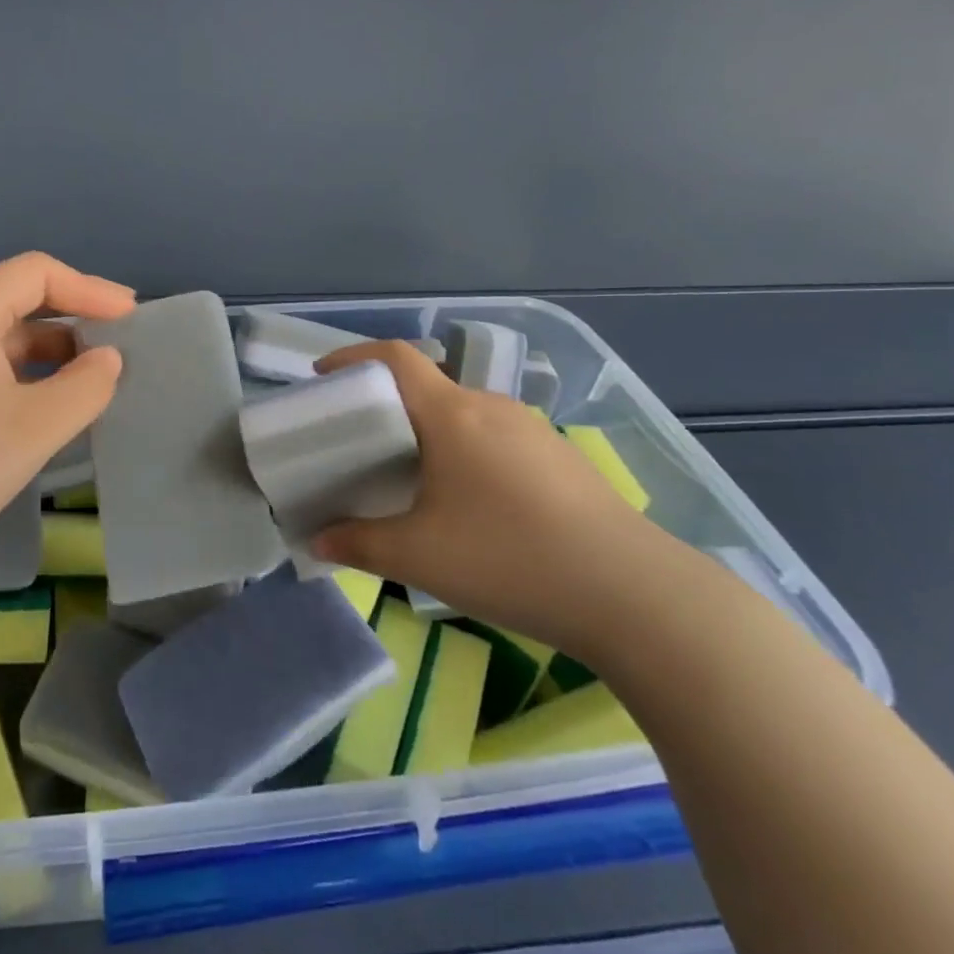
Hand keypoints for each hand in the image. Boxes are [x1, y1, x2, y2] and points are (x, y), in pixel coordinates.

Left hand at [0, 252, 134, 583]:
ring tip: (93, 380)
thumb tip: (107, 359)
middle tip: (120, 344)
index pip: (37, 273)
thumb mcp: (34, 428)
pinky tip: (48, 406)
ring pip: (3, 338)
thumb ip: (85, 387)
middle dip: (74, 317)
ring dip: (51, 352)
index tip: (131, 318)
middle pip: (19, 299)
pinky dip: (25, 376)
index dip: (90, 288)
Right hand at [309, 341, 671, 654]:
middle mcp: (491, 408)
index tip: (324, 377)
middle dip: (387, 406)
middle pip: (427, 387)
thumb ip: (358, 545)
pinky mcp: (560, 458)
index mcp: (452, 414)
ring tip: (412, 479)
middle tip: (361, 446)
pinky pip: (495, 438)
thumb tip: (318, 542)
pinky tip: (470, 504)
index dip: (354, 357)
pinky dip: (465, 452)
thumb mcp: (418, 557)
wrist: (635, 595)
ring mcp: (533, 431)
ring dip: (429, 433)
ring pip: (463, 415)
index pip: (396, 357)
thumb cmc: (510, 559)